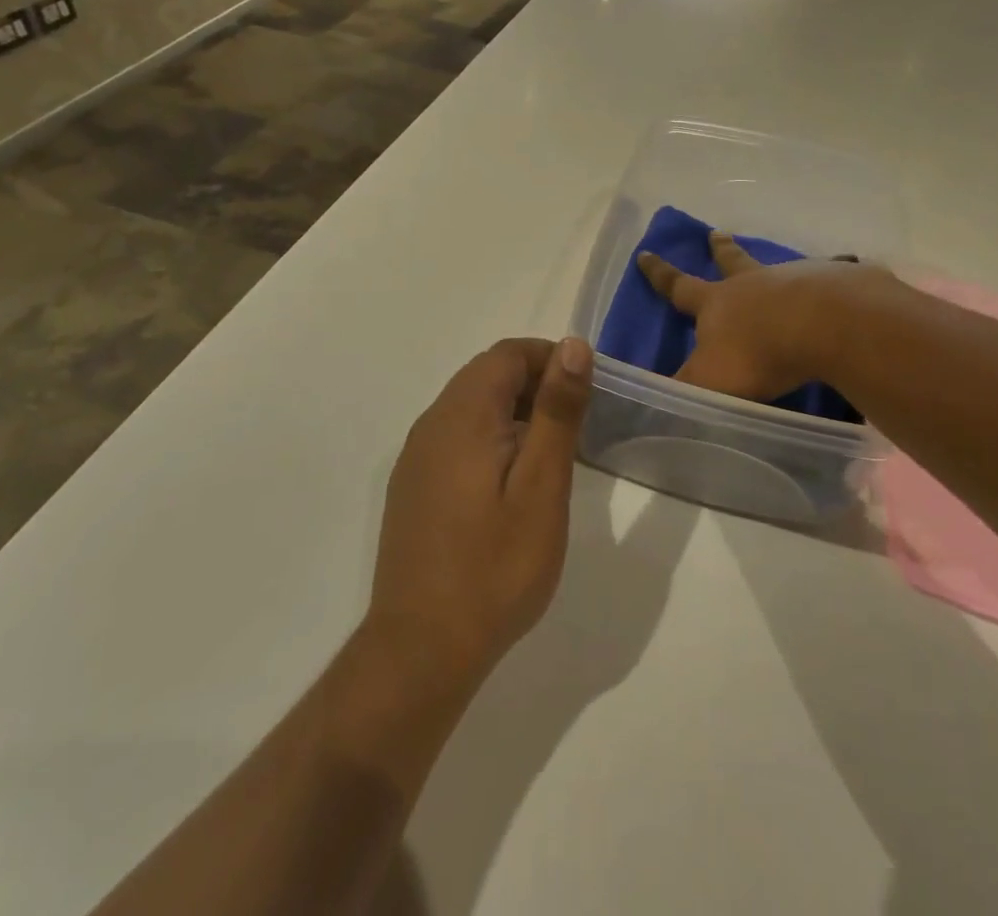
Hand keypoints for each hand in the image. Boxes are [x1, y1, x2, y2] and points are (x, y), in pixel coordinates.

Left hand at [366, 338, 593, 687]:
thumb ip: (556, 411)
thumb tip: (572, 346)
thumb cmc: (495, 567)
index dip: (550, 359)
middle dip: (535, 384)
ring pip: (470, 406)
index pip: (507, 354)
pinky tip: (510, 485)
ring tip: (550, 455)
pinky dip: (490, 437)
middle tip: (575, 425)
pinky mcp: (412, 487)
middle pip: (486, 375)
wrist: (421, 651)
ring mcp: (416, 458)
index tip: (584, 391)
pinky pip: (455, 437)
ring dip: (513, 412)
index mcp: (462, 415)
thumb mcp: (542, 485)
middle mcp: (431, 425)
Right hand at [637, 230, 900, 401]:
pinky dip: (837, 270)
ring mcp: (793, 280)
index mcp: (717, 304)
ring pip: (778, 267)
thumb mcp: (708, 383)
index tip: (645, 253)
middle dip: (721, 249)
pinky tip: (849, 266)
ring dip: (775, 266)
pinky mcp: (832, 283)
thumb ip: (683, 392)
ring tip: (784, 264)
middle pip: (731, 262)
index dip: (660, 274)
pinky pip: (831, 274)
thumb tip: (650, 402)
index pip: (679, 287)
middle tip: (717, 232)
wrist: (822, 325)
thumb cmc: (756, 354)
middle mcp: (752, 284)